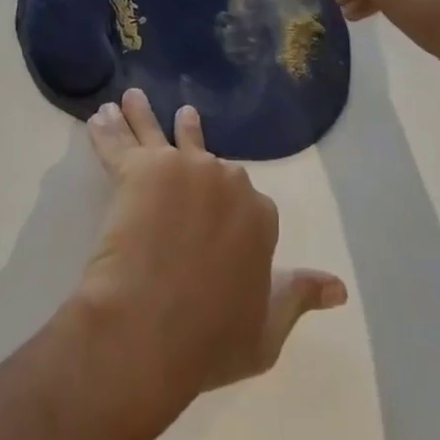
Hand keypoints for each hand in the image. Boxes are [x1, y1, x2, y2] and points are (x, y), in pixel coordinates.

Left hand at [76, 89, 345, 400]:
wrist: (150, 330)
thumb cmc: (210, 340)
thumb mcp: (267, 331)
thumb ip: (299, 296)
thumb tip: (338, 286)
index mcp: (259, 215)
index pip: (251, 202)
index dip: (233, 211)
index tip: (221, 216)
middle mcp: (224, 180)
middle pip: (206, 157)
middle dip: (192, 146)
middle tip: (180, 125)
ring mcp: (182, 168)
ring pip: (161, 134)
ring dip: (145, 117)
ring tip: (134, 98)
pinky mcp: (139, 168)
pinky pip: (119, 142)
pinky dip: (108, 130)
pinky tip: (101, 116)